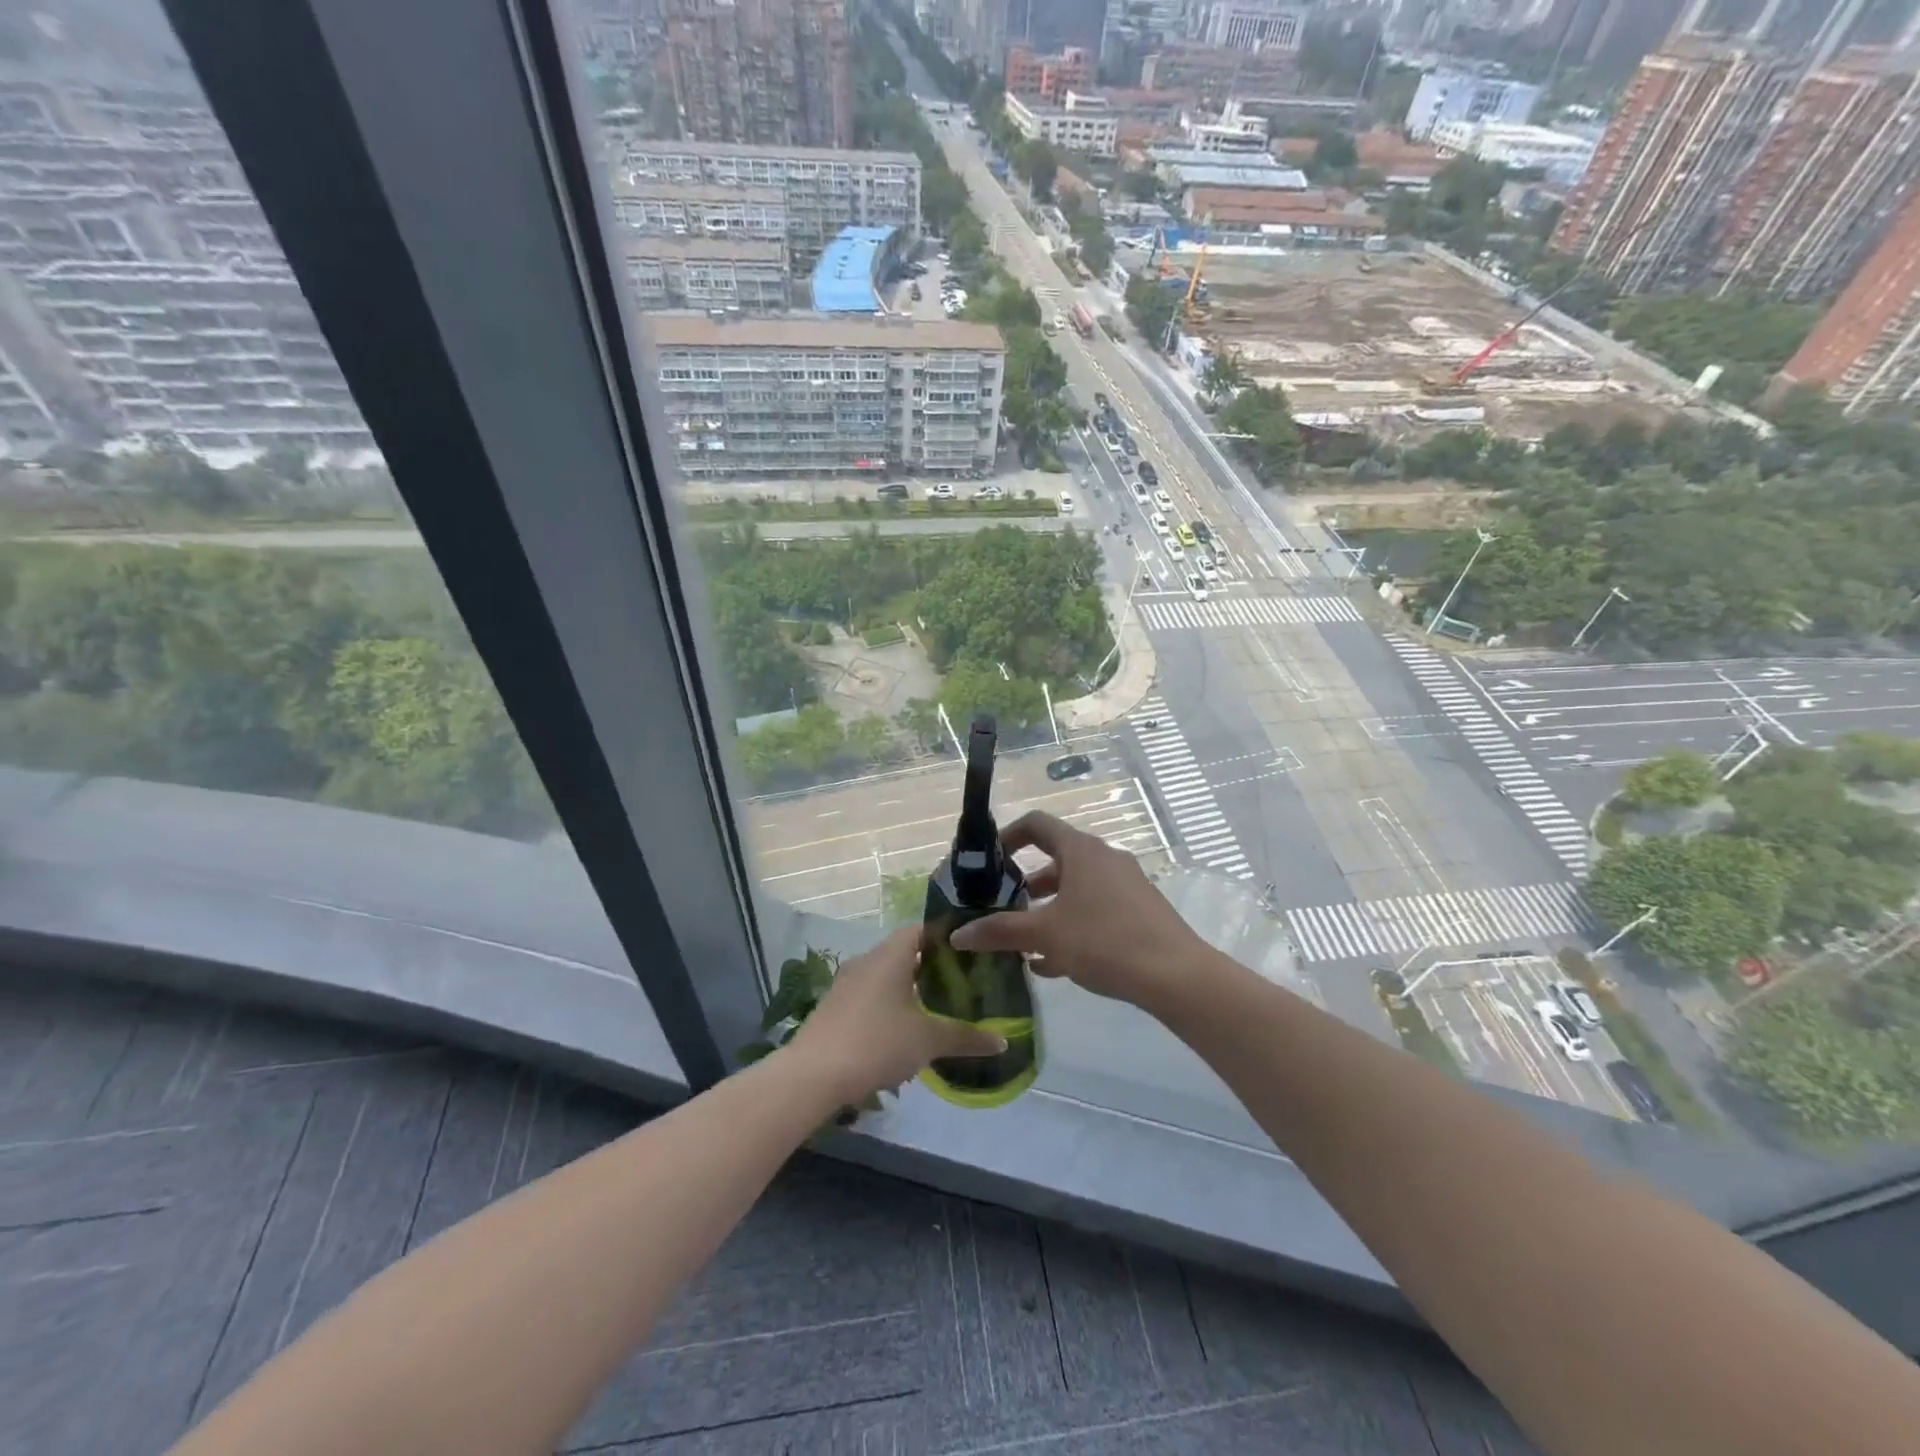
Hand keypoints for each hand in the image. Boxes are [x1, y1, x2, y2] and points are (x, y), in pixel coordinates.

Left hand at [786, 927, 1007, 1105]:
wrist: (814, 1074)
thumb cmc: (878, 1042)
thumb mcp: (929, 1040)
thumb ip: (966, 1037)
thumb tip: (1003, 1040)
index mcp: (890, 955)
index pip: (921, 930)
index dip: (945, 939)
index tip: (969, 955)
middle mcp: (866, 960)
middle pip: (903, 954)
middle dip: (929, 969)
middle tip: (958, 987)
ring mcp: (846, 984)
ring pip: (884, 977)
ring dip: (907, 992)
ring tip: (933, 1014)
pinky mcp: (833, 1008)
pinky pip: (868, 998)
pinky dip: (887, 1009)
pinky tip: (899, 1038)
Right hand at [949, 811, 1199, 1010]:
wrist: (1175, 975)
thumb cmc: (1104, 941)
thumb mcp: (1046, 935)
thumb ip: (1000, 931)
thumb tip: (958, 934)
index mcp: (1081, 850)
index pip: (1037, 824)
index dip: (1009, 836)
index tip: (989, 861)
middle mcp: (1104, 858)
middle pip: (1055, 860)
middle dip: (1025, 884)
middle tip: (1002, 908)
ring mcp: (1125, 884)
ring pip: (1075, 889)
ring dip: (1047, 910)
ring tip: (1023, 943)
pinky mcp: (1139, 910)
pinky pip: (1095, 909)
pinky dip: (1071, 925)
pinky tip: (1053, 964)